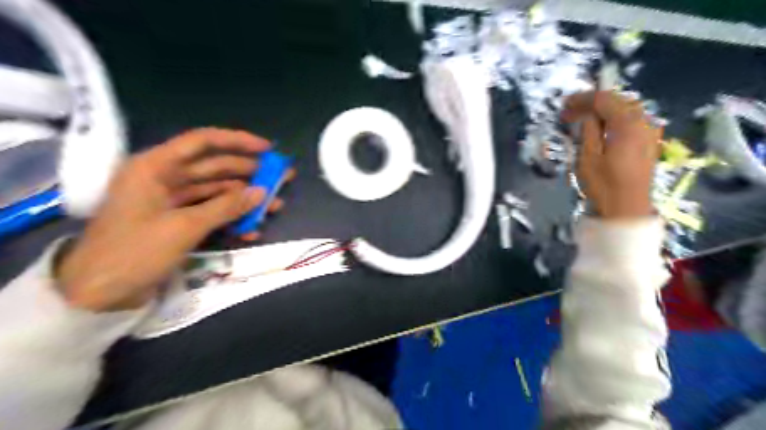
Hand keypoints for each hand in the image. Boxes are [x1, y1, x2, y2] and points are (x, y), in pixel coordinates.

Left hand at [54, 127, 268, 311]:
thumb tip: (262, 192)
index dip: (238, 142)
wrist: (98, 295)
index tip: (269, 150)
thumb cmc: (135, 252)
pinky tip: (251, 231)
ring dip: (245, 200)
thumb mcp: (185, 227)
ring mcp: (172, 201)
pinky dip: (231, 219)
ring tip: (275, 206)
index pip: (202, 142)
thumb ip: (226, 207)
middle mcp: (165, 178)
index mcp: (155, 167)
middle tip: (282, 179)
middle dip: (250, 174)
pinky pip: (211, 213)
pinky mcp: (178, 221)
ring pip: (217, 192)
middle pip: (215, 168)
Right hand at [561, 91, 661, 217]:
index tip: (564, 105)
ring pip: (625, 110)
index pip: (604, 99)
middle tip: (570, 113)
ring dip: (603, 111)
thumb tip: (587, 115)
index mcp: (627, 124)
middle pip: (617, 101)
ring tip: (583, 120)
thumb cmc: (604, 185)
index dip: (582, 98)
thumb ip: (588, 131)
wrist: (627, 209)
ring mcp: (650, 131)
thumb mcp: (588, 157)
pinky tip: (602, 129)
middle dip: (592, 103)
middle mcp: (643, 122)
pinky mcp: (649, 142)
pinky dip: (614, 119)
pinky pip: (632, 121)